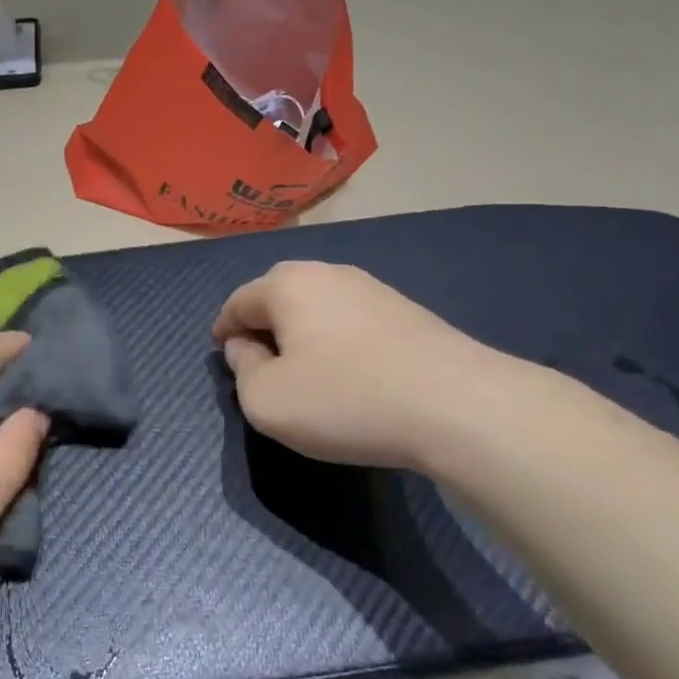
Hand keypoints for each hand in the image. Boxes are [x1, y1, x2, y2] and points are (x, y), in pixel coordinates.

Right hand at [212, 261, 495, 471]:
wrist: (457, 405)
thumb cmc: (345, 399)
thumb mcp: (267, 401)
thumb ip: (243, 371)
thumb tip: (246, 347)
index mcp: (288, 285)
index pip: (238, 302)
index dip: (224, 329)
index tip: (222, 354)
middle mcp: (328, 273)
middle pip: (279, 294)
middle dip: (262, 323)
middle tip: (258, 360)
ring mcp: (373, 288)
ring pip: (318, 306)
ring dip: (302, 331)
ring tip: (302, 367)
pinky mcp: (406, 311)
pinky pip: (351, 320)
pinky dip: (335, 340)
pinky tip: (346, 370)